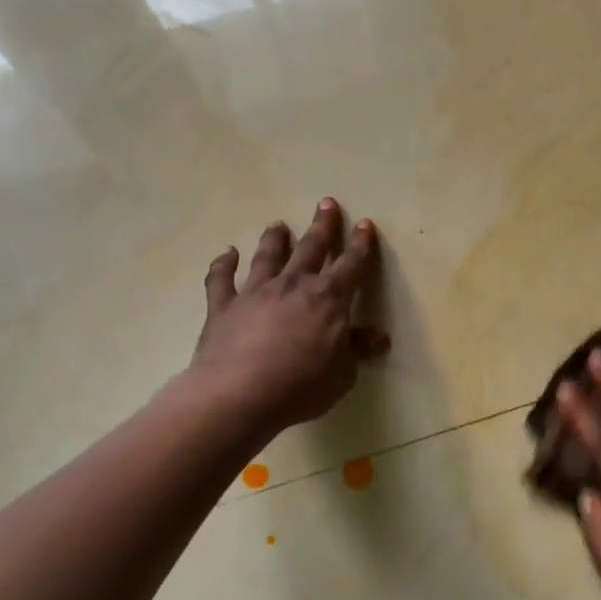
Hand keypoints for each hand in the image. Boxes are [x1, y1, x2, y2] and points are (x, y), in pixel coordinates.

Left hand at [191, 199, 384, 431]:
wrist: (237, 395)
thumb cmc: (299, 387)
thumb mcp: (342, 374)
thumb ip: (357, 350)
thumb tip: (378, 338)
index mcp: (328, 299)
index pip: (351, 265)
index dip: (360, 245)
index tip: (364, 224)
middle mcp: (293, 285)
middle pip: (311, 248)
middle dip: (322, 226)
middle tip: (326, 203)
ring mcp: (255, 293)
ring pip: (268, 256)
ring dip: (274, 239)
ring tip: (278, 224)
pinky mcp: (223, 307)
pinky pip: (221, 279)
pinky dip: (223, 265)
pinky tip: (226, 254)